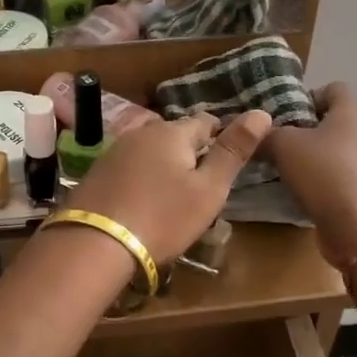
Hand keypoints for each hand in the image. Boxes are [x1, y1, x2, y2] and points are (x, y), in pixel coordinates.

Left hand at [69, 111, 272, 264]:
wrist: (95, 244)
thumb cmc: (163, 217)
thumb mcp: (208, 189)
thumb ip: (233, 152)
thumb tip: (262, 113)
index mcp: (172, 132)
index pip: (205, 121)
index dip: (221, 136)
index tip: (228, 158)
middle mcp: (141, 133)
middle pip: (174, 134)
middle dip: (191, 150)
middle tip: (203, 181)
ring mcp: (114, 151)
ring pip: (150, 150)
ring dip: (164, 164)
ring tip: (174, 192)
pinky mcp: (97, 173)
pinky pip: (130, 167)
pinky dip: (142, 178)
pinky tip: (144, 200)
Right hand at [262, 84, 356, 263]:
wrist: (352, 224)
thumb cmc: (320, 172)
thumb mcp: (282, 145)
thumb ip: (266, 134)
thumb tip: (254, 133)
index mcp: (351, 111)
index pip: (334, 88)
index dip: (309, 95)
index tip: (286, 114)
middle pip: (335, 117)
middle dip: (307, 126)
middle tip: (282, 139)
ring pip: (337, 145)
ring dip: (314, 152)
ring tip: (288, 165)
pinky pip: (341, 169)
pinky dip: (323, 173)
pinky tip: (303, 186)